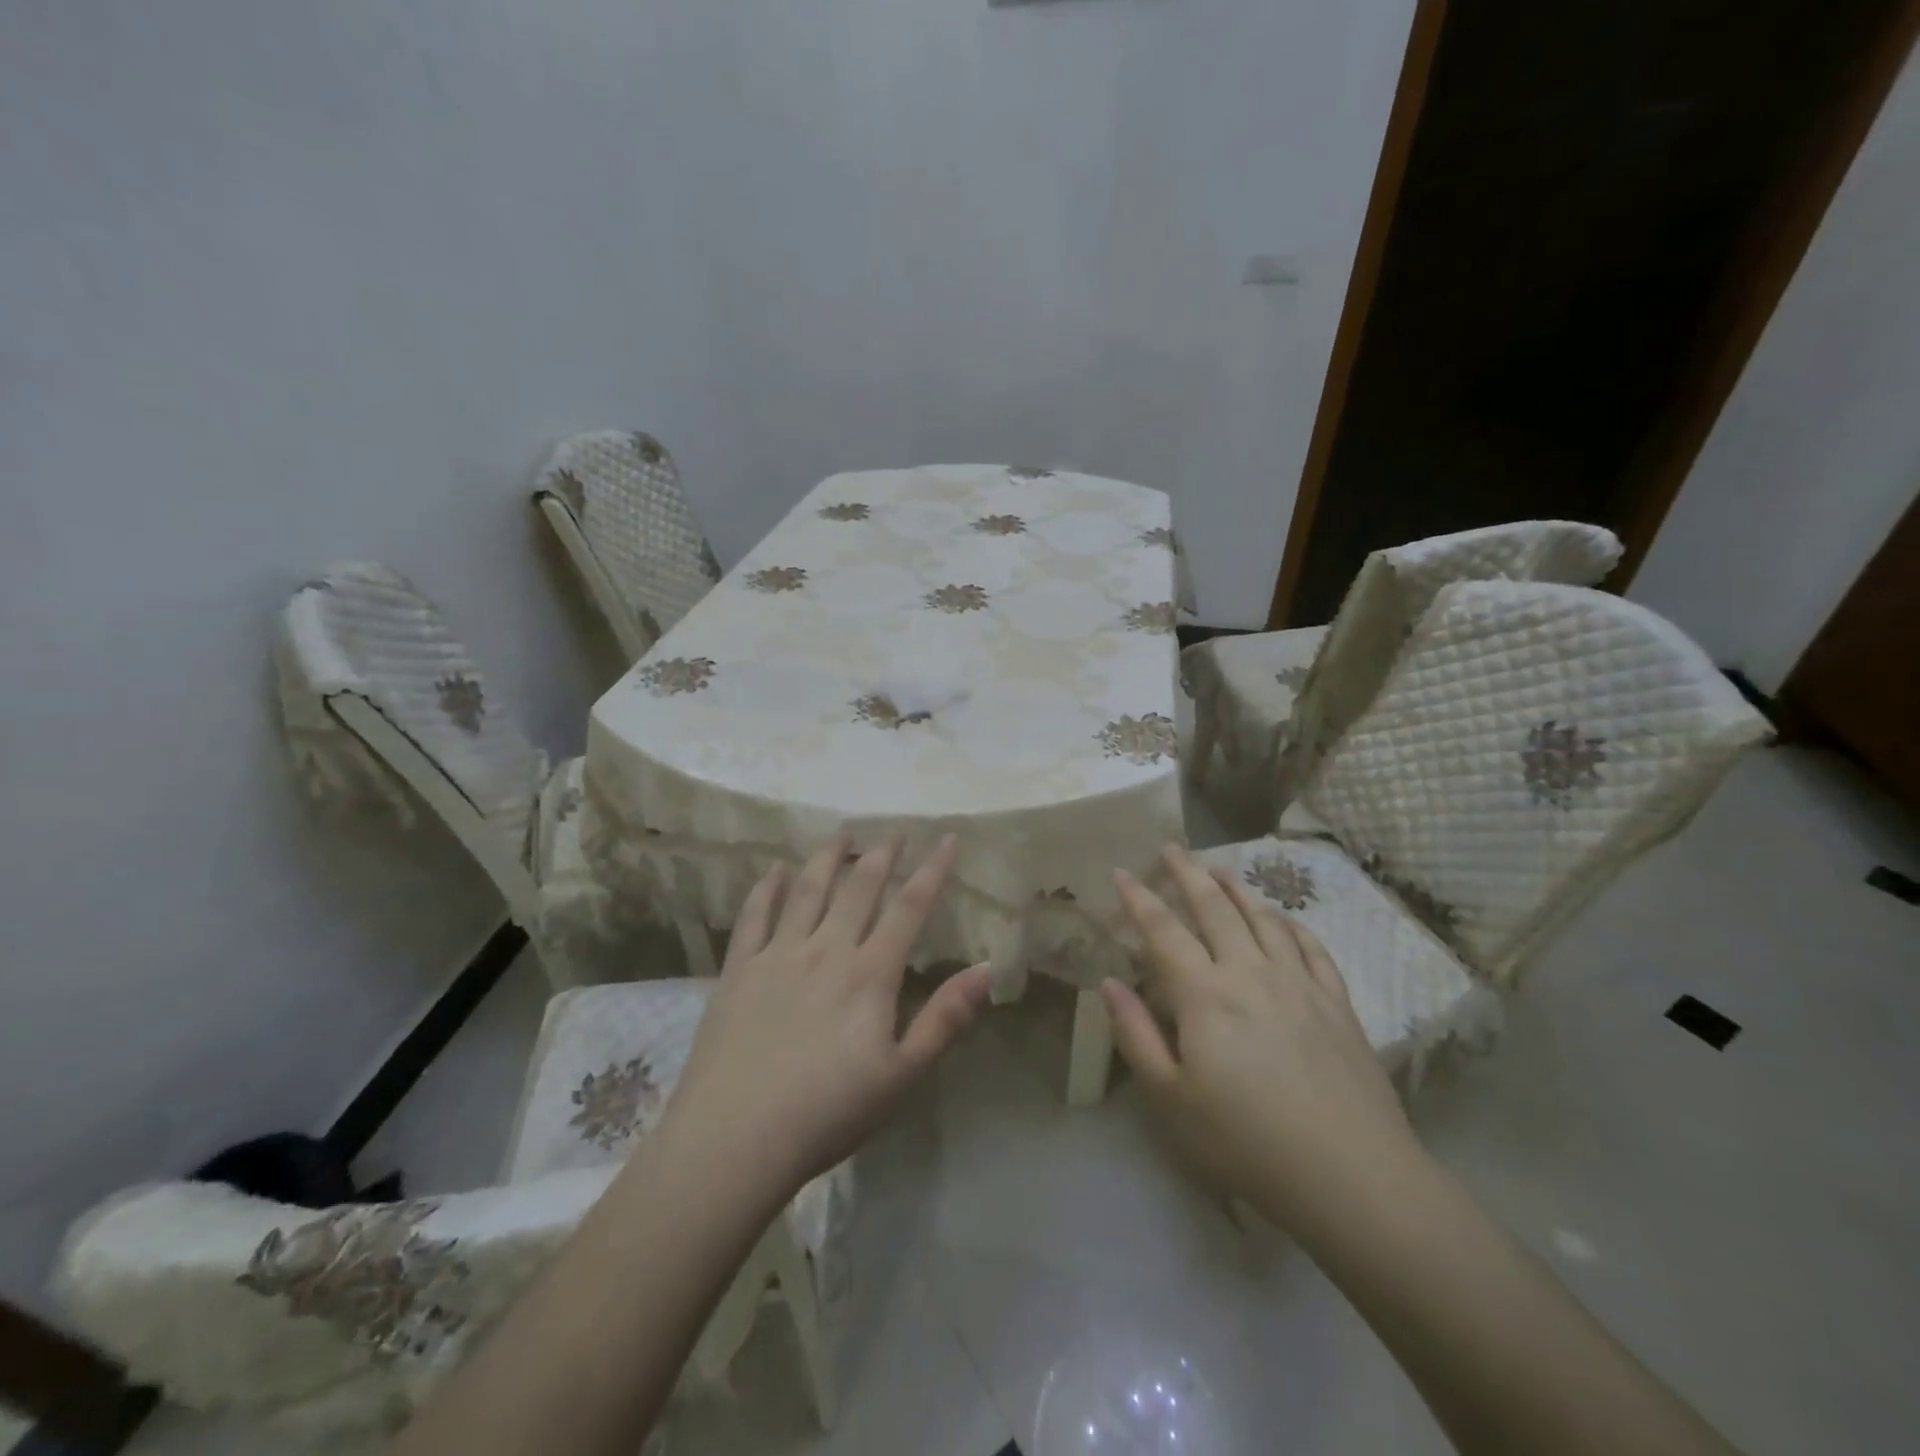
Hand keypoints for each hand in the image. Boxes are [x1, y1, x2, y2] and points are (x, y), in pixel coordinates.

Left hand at [662, 833, 993, 1196]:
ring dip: (828, 857)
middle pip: (858, 888)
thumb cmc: (828, 1113)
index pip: (908, 908)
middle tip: (895, 831)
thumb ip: (945, 1019)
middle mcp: (825, 950)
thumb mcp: (901, 1075)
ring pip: (808, 890)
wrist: (734, 1140)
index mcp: (869, 974)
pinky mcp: (738, 970)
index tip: (946, 839)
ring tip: (841, 834)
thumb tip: (987, 969)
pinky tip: (777, 871)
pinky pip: (754, 916)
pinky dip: (768, 888)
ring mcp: (777, 955)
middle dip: (882, 854)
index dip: (932, 870)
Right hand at [1103, 845, 1422, 1235]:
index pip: (1163, 930)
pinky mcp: (1337, 1001)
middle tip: (1172, 848)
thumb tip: (1109, 983)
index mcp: (1204, 994)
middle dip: (1188, 874)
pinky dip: (1290, 923)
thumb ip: (1135, 1036)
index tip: (1121, 871)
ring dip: (1238, 889)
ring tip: (1221, 870)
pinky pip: (1310, 946)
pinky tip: (1282, 919)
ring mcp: (1299, 982)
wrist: (1352, 1176)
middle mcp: (1250, 972)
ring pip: (1263, 918)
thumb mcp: (1171, 1099)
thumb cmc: (1246, 1142)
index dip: (1139, 898)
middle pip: (1214, 908)